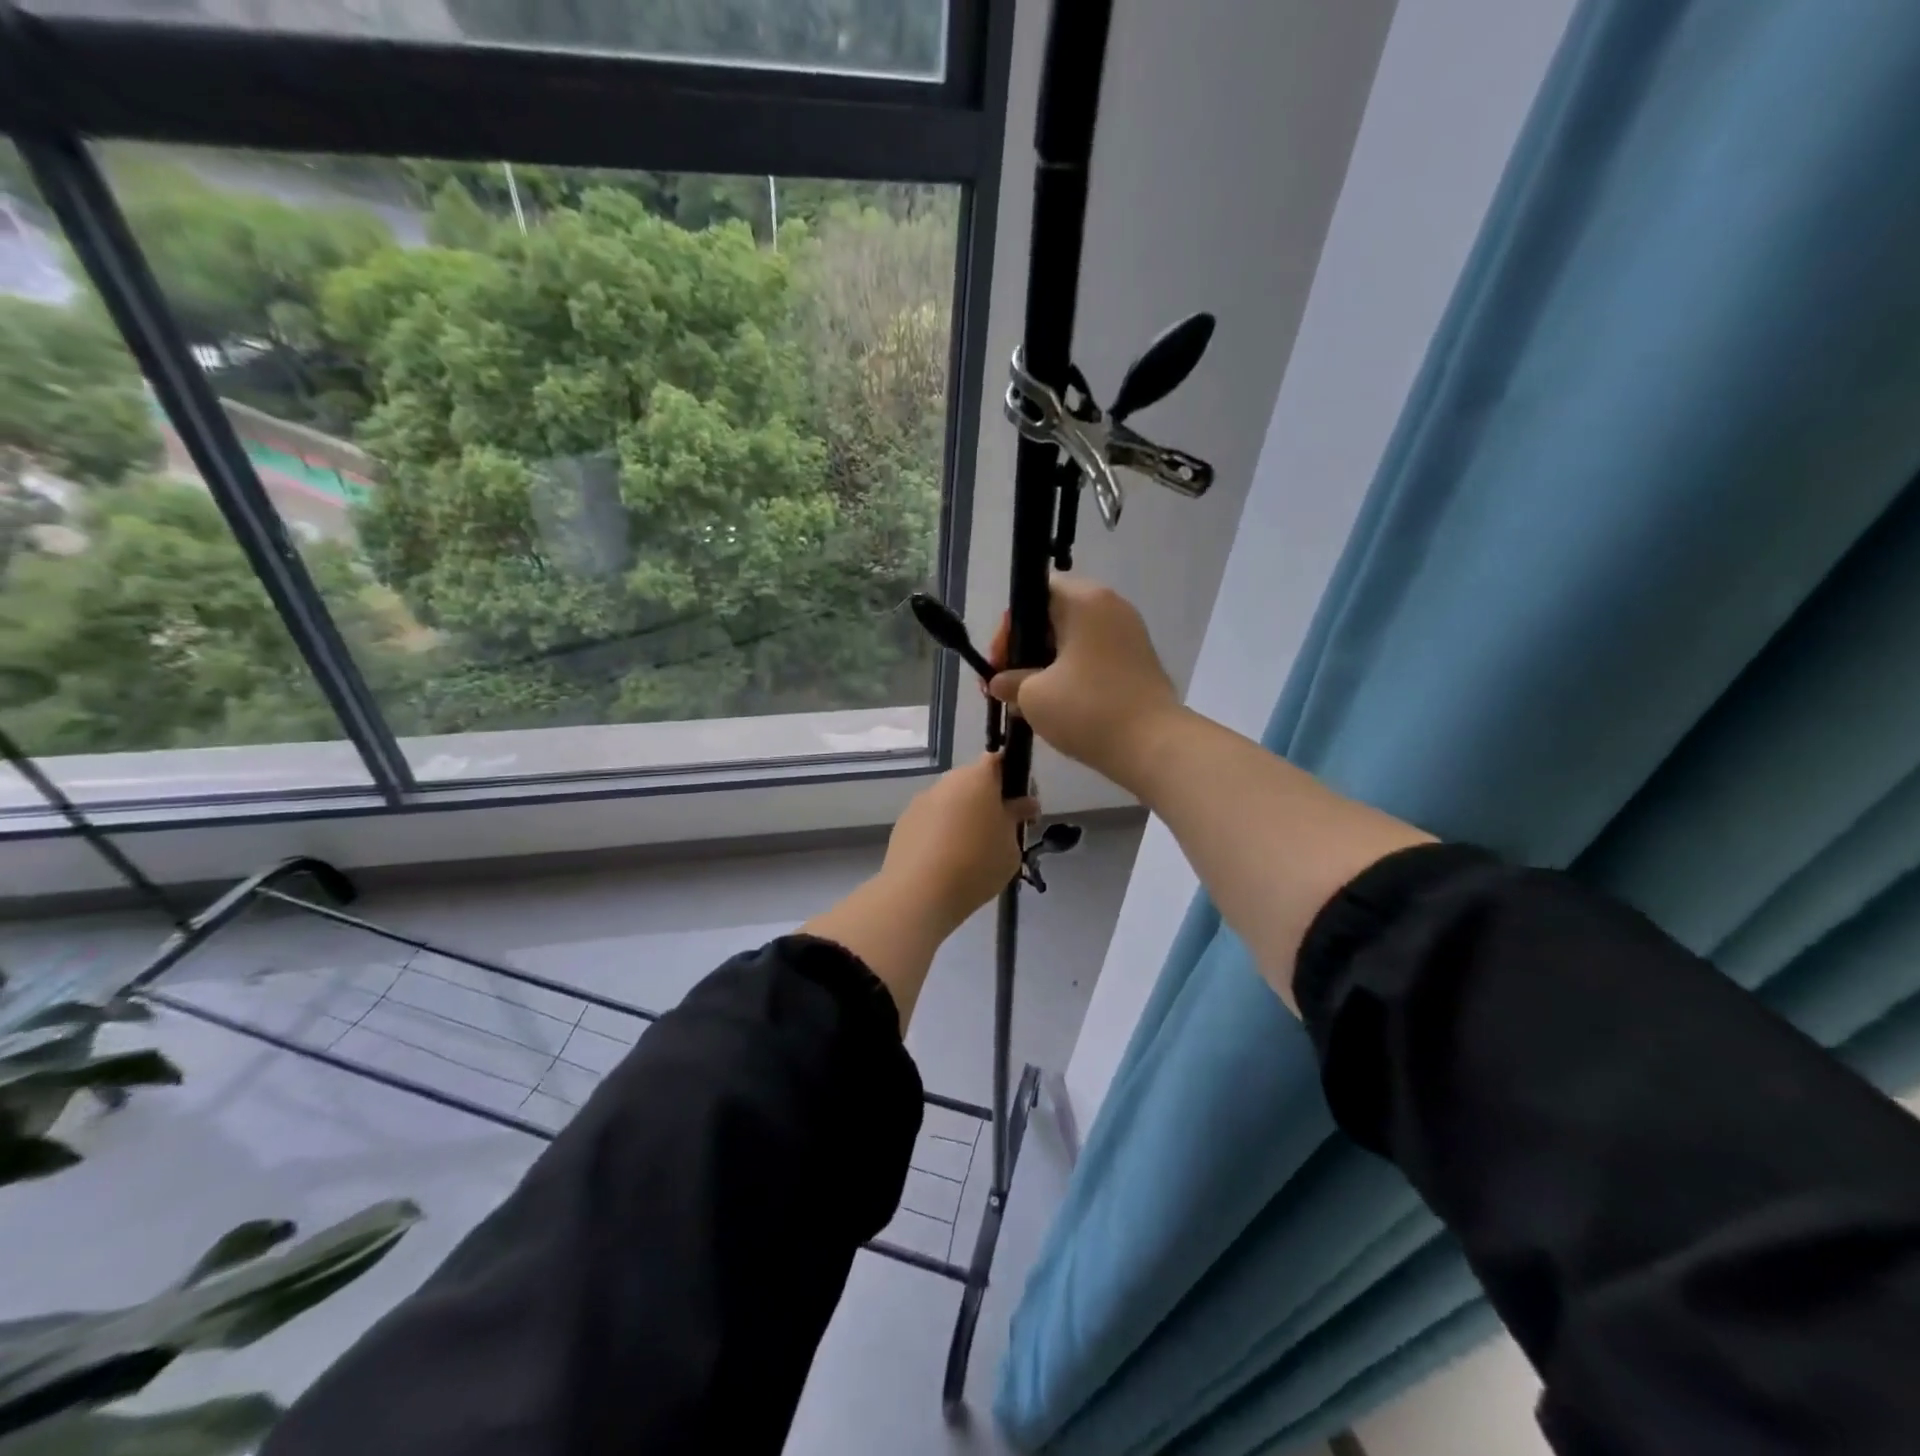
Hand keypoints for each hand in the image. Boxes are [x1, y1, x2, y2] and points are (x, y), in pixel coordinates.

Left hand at [881, 753, 1038, 930]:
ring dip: (961, 816)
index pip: (997, 761)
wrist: (919, 893)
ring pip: (949, 801)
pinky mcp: (903, 823)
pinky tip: (945, 861)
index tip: (1019, 804)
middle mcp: (946, 782)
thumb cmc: (976, 864)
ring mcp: (920, 801)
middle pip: (971, 782)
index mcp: (977, 778)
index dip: (1011, 777)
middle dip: (986, 800)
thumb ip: (1017, 818)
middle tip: (999, 830)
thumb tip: (1024, 803)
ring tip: (971, 851)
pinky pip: (930, 820)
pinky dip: (940, 832)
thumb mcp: (1011, 845)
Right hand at [987, 575, 1181, 789]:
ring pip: (1074, 640)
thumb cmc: (1087, 709)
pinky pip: (1094, 658)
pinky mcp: (1138, 663)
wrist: (1152, 745)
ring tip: (1028, 699)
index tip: (999, 661)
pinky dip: (1072, 675)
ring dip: (1047, 665)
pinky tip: (1057, 705)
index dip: (1011, 626)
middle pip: (1055, 616)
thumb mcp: (1033, 696)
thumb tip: (1000, 683)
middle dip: (1026, 649)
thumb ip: (1010, 682)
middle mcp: (1111, 607)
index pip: (1036, 593)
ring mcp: (1129, 635)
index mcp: (1085, 601)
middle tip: (1007, 682)